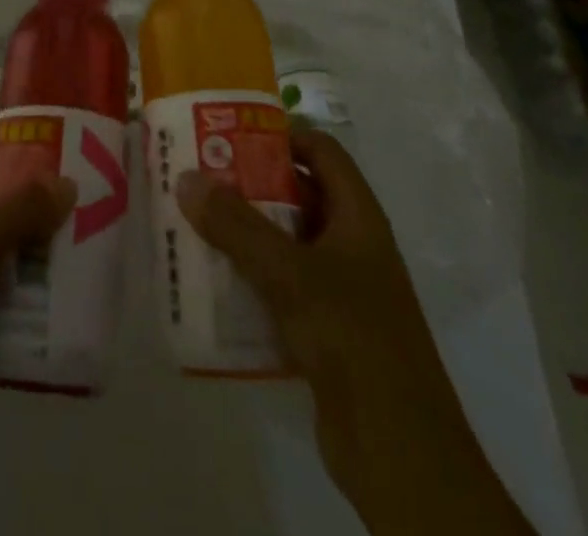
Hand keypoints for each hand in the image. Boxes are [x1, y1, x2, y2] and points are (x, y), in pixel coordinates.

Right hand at [177, 130, 533, 534]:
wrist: (400, 454)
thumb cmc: (353, 339)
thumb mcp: (290, 274)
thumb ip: (237, 226)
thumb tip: (187, 178)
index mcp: (358, 218)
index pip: (322, 151)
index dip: (281, 135)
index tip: (229, 133)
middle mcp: (352, 245)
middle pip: (298, 195)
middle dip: (250, 184)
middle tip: (198, 175)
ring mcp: (340, 290)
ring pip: (286, 243)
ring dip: (244, 233)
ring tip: (193, 221)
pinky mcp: (325, 331)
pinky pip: (281, 288)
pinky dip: (249, 278)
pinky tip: (210, 280)